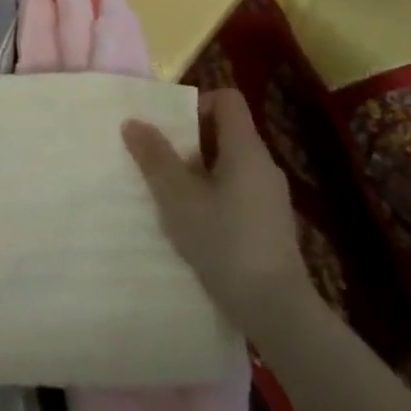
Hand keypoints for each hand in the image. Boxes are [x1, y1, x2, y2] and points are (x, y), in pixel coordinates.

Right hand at [123, 87, 312, 341]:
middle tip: (160, 162)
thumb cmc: (224, 242)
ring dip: (200, 171)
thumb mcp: (178, 198)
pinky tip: (195, 224)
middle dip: (190, 141)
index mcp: (246, 149)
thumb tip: (133, 122)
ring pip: (231, 164)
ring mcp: (271, 196)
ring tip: (172, 195)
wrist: (277, 310)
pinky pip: (239, 191)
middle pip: (227, 131)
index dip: (197, 103)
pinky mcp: (271, 224)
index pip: (227, 99)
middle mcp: (264, 165)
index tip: (171, 129)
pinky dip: (215, 195)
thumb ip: (155, 157)